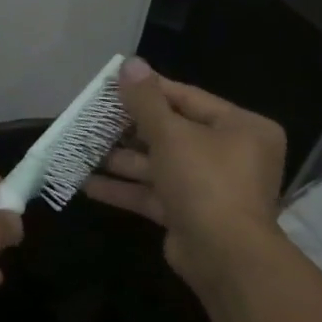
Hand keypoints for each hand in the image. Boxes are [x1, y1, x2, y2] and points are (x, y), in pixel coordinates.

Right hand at [84, 58, 286, 294]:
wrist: (225, 258)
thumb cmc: (205, 181)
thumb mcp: (171, 134)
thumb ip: (146, 100)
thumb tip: (130, 63)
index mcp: (240, 127)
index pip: (187, 98)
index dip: (148, 90)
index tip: (112, 83)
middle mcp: (230, 154)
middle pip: (171, 131)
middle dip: (128, 128)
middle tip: (92, 116)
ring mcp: (210, 187)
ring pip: (159, 164)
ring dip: (121, 159)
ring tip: (82, 147)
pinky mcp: (190, 214)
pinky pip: (154, 193)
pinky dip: (124, 188)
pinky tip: (86, 183)